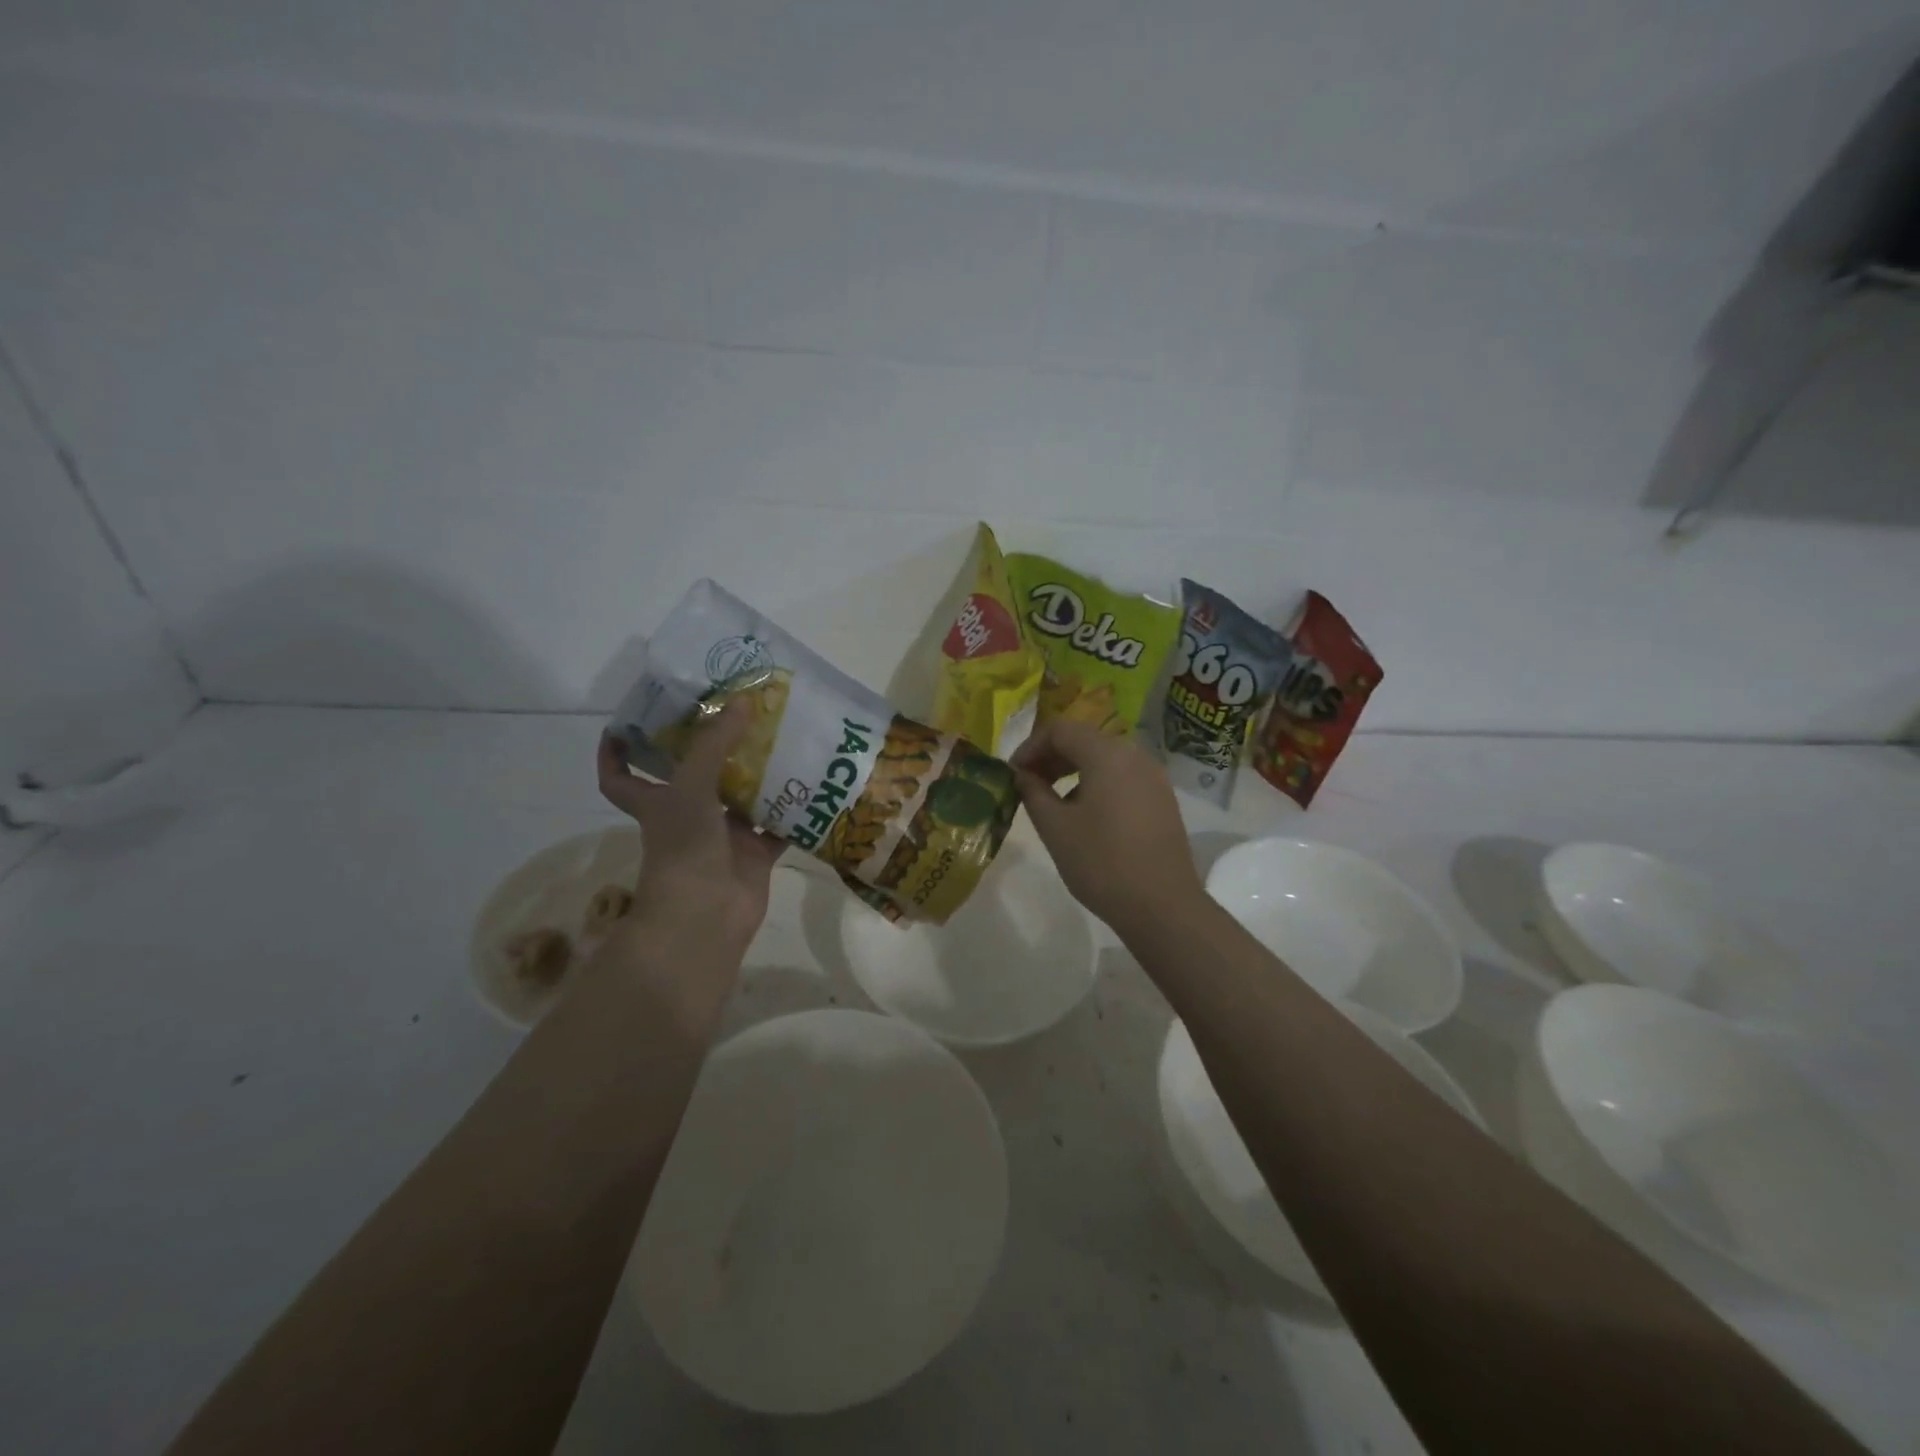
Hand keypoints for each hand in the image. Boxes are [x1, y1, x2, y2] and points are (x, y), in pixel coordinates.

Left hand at [597, 699, 785, 959]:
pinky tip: (813, 782)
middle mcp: (688, 816)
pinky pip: (777, 826)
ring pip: (742, 798)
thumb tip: (743, 700)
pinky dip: (793, 810)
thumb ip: (715, 743)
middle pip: (696, 777)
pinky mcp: (754, 854)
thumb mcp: (692, 786)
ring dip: (760, 774)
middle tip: (737, 714)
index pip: (621, 777)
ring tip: (784, 738)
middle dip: (715, 749)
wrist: (707, 917)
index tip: (625, 723)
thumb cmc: (684, 848)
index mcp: (657, 802)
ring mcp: (723, 837)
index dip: (615, 752)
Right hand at [1010, 718, 1205, 934]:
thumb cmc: (1102, 863)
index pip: (1060, 729)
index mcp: (1107, 754)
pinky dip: (1096, 782)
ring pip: (1104, 758)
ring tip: (1052, 800)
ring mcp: (1153, 776)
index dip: (1030, 746)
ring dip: (1073, 770)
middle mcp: (1134, 755)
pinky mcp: (1162, 798)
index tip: (1013, 773)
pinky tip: (1084, 814)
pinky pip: (1122, 776)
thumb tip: (1022, 775)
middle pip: (1084, 739)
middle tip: (1027, 784)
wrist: (1162, 906)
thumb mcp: (1055, 827)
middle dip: (1051, 757)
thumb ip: (1032, 792)